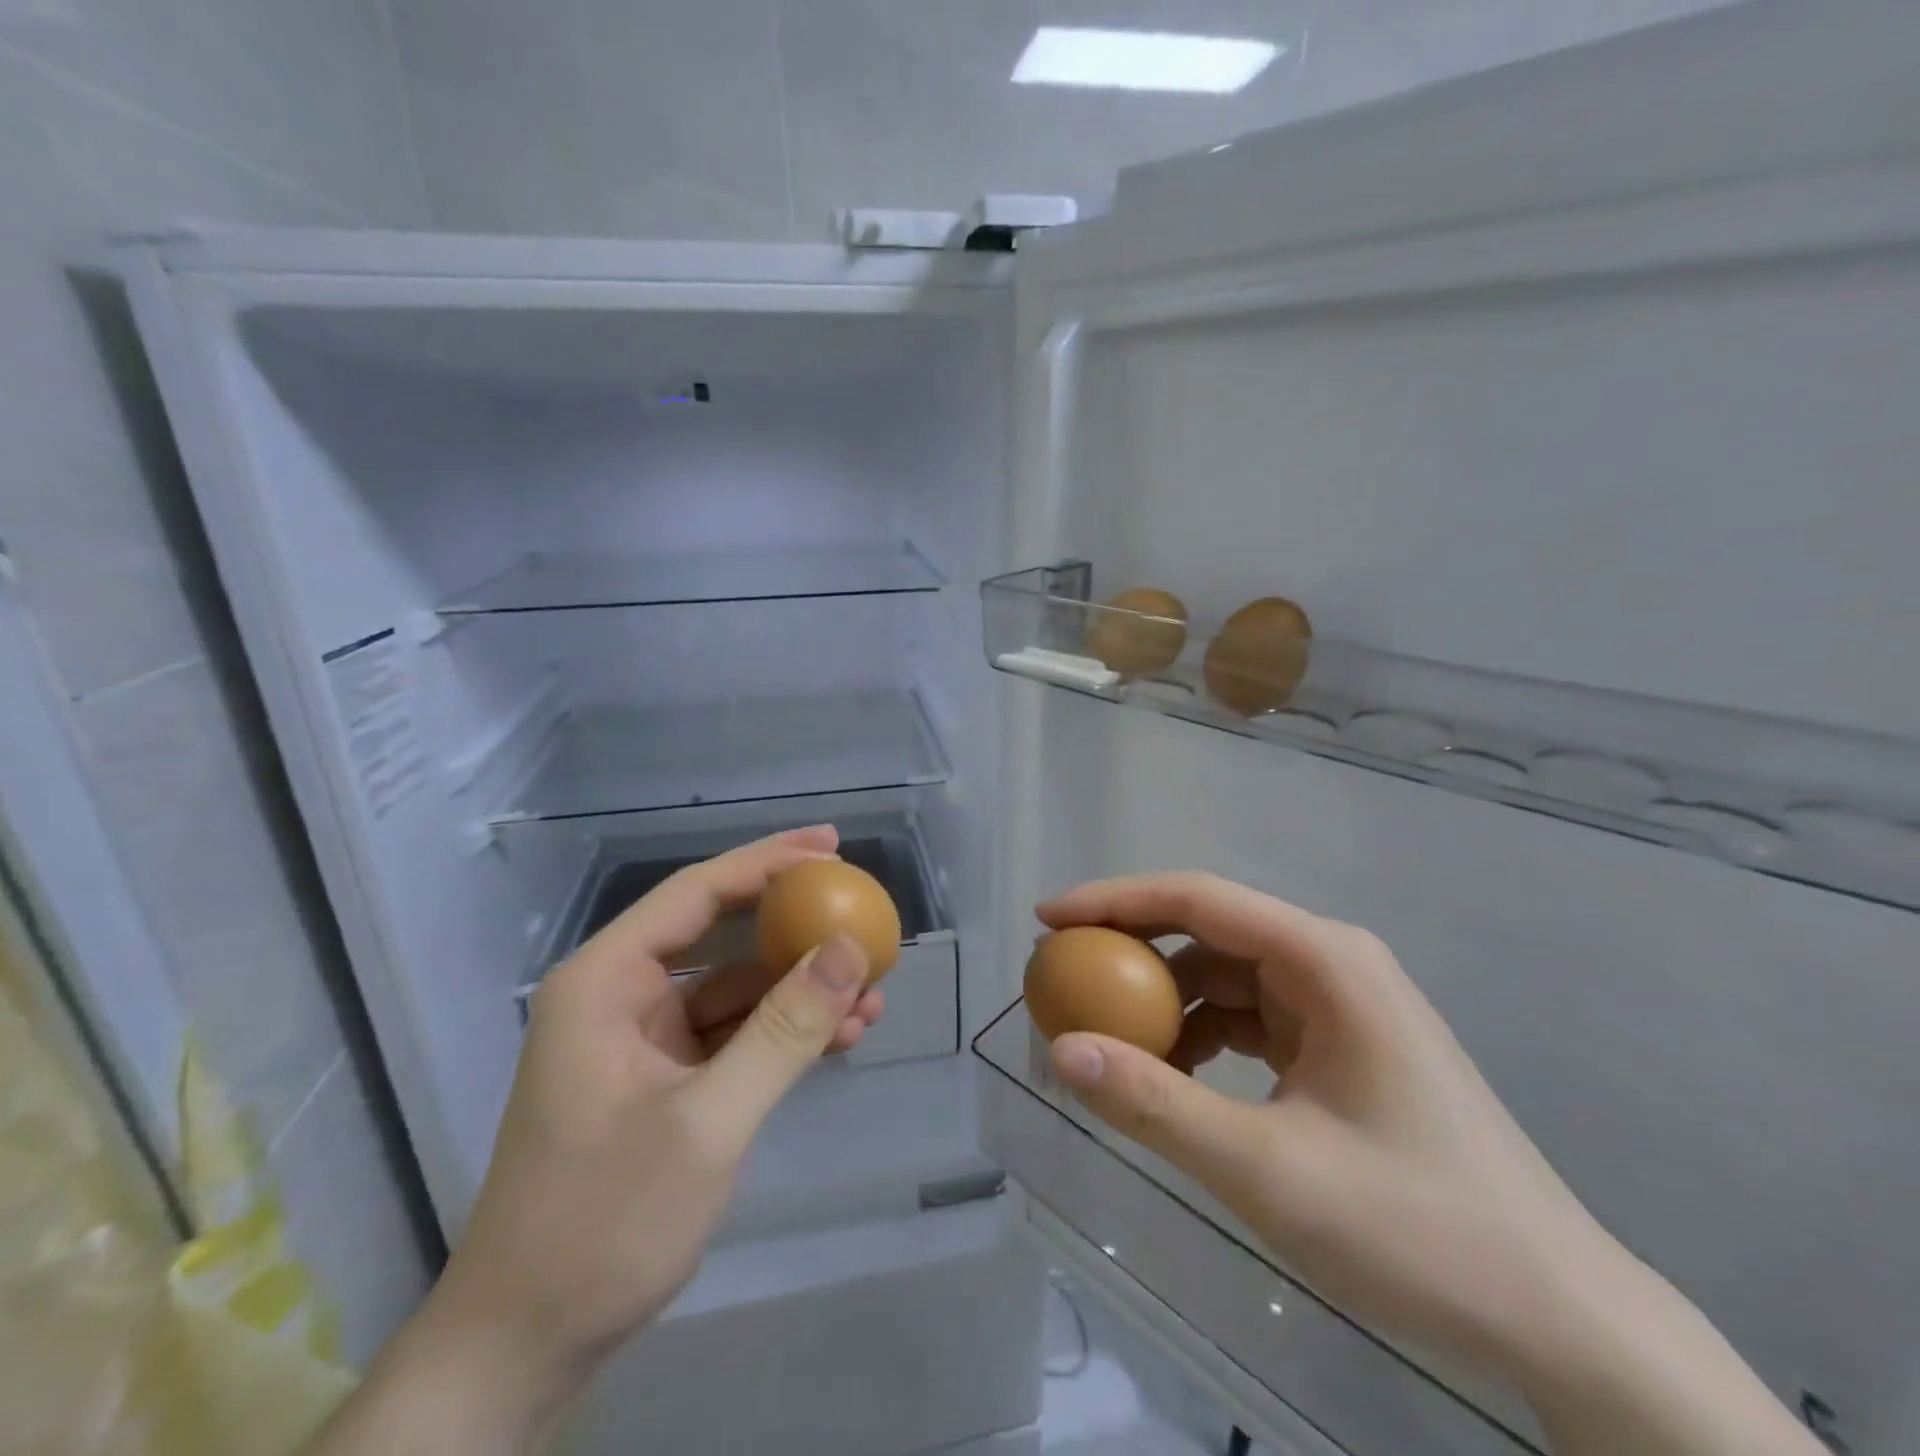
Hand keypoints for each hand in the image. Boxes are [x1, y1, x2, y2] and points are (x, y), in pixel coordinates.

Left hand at [311, 827, 880, 1454]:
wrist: (528, 1345)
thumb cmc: (604, 1222)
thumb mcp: (709, 1121)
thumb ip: (784, 1029)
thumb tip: (851, 949)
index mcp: (606, 980)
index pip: (697, 893)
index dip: (768, 862)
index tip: (831, 846)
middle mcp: (622, 996)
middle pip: (720, 931)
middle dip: (793, 922)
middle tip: (859, 904)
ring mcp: (645, 1040)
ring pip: (737, 988)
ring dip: (801, 988)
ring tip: (872, 991)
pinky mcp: (665, 1079)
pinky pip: (736, 1034)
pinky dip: (785, 1032)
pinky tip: (841, 1036)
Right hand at [1039, 874, 1819, 1454]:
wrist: (1562, 1318)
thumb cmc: (1419, 1230)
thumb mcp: (1267, 1171)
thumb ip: (1156, 1106)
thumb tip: (1061, 1050)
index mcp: (1325, 960)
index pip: (1198, 899)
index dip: (1113, 901)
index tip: (1047, 921)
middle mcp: (1332, 963)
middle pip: (1209, 929)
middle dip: (1131, 948)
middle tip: (1064, 976)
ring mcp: (1340, 1004)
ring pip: (1225, 975)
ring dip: (1164, 999)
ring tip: (1108, 1035)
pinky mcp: (1341, 1046)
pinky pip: (1249, 1017)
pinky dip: (1200, 1035)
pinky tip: (1173, 1075)